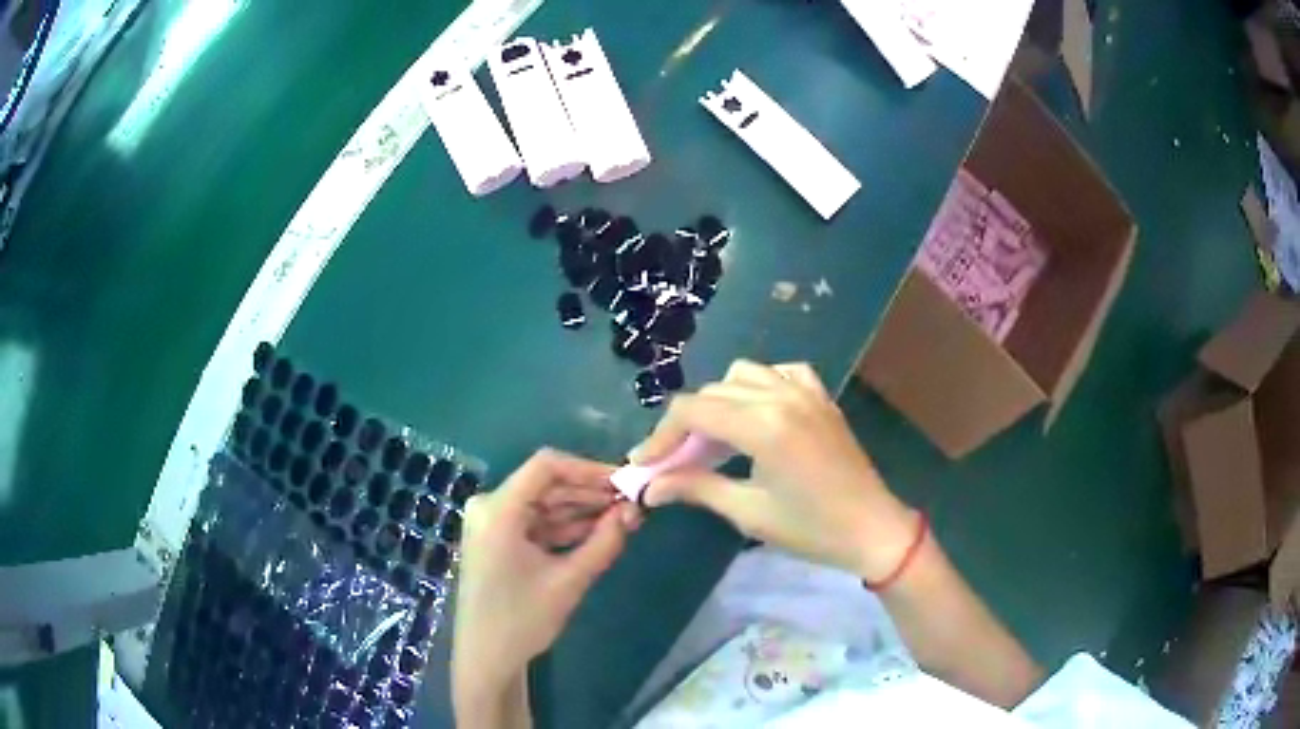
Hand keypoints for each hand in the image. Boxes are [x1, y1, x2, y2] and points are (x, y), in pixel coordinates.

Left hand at [452, 449, 640, 714]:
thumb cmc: (522, 620)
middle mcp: (489, 507)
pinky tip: (598, 532)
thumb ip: (605, 542)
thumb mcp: (569, 581)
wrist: (487, 657)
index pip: (546, 466)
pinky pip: (535, 522)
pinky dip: (565, 527)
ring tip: (623, 517)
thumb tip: (635, 510)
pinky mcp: (496, 539)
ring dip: (581, 510)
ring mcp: (491, 523)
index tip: (625, 482)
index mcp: (498, 510)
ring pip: (544, 504)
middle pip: (546, 485)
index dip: (588, 469)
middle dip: (589, 493)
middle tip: (631, 502)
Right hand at [636, 360, 916, 578]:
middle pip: (712, 393)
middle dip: (684, 426)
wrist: (872, 528)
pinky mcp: (820, 397)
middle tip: (673, 463)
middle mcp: (781, 396)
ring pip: (742, 375)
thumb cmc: (811, 529)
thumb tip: (650, 488)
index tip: (644, 464)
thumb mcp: (749, 513)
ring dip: (718, 402)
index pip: (692, 411)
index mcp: (763, 426)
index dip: (661, 436)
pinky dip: (758, 386)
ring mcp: (805, 391)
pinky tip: (756, 413)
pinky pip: (779, 373)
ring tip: (713, 440)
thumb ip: (696, 488)